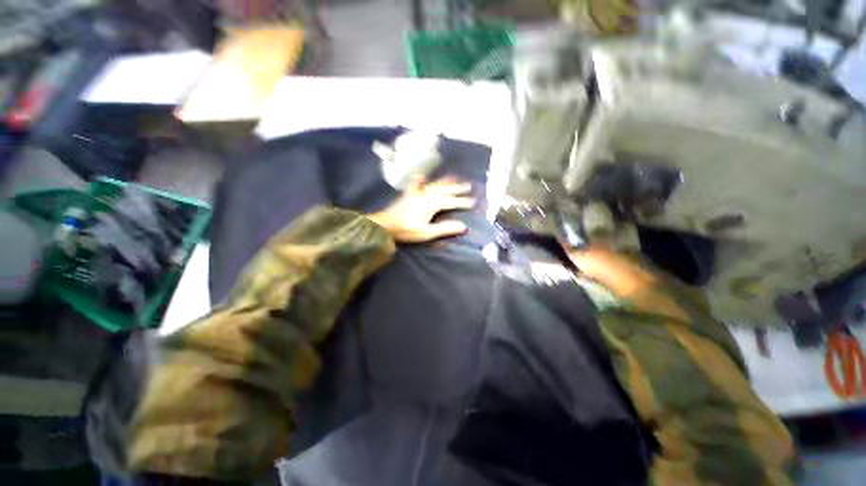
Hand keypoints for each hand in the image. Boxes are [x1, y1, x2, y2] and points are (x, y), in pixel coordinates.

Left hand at [367, 176, 475, 242]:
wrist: (385, 224)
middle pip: (445, 189)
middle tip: (469, 186)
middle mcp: (426, 194)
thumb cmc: (406, 230)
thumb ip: (445, 229)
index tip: (474, 202)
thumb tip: (464, 226)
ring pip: (435, 184)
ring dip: (446, 181)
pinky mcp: (410, 193)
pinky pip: (418, 183)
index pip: (451, 201)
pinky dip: (423, 180)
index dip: (463, 202)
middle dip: (458, 188)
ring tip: (455, 177)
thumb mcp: (427, 232)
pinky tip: (424, 176)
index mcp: (432, 204)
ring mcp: (417, 192)